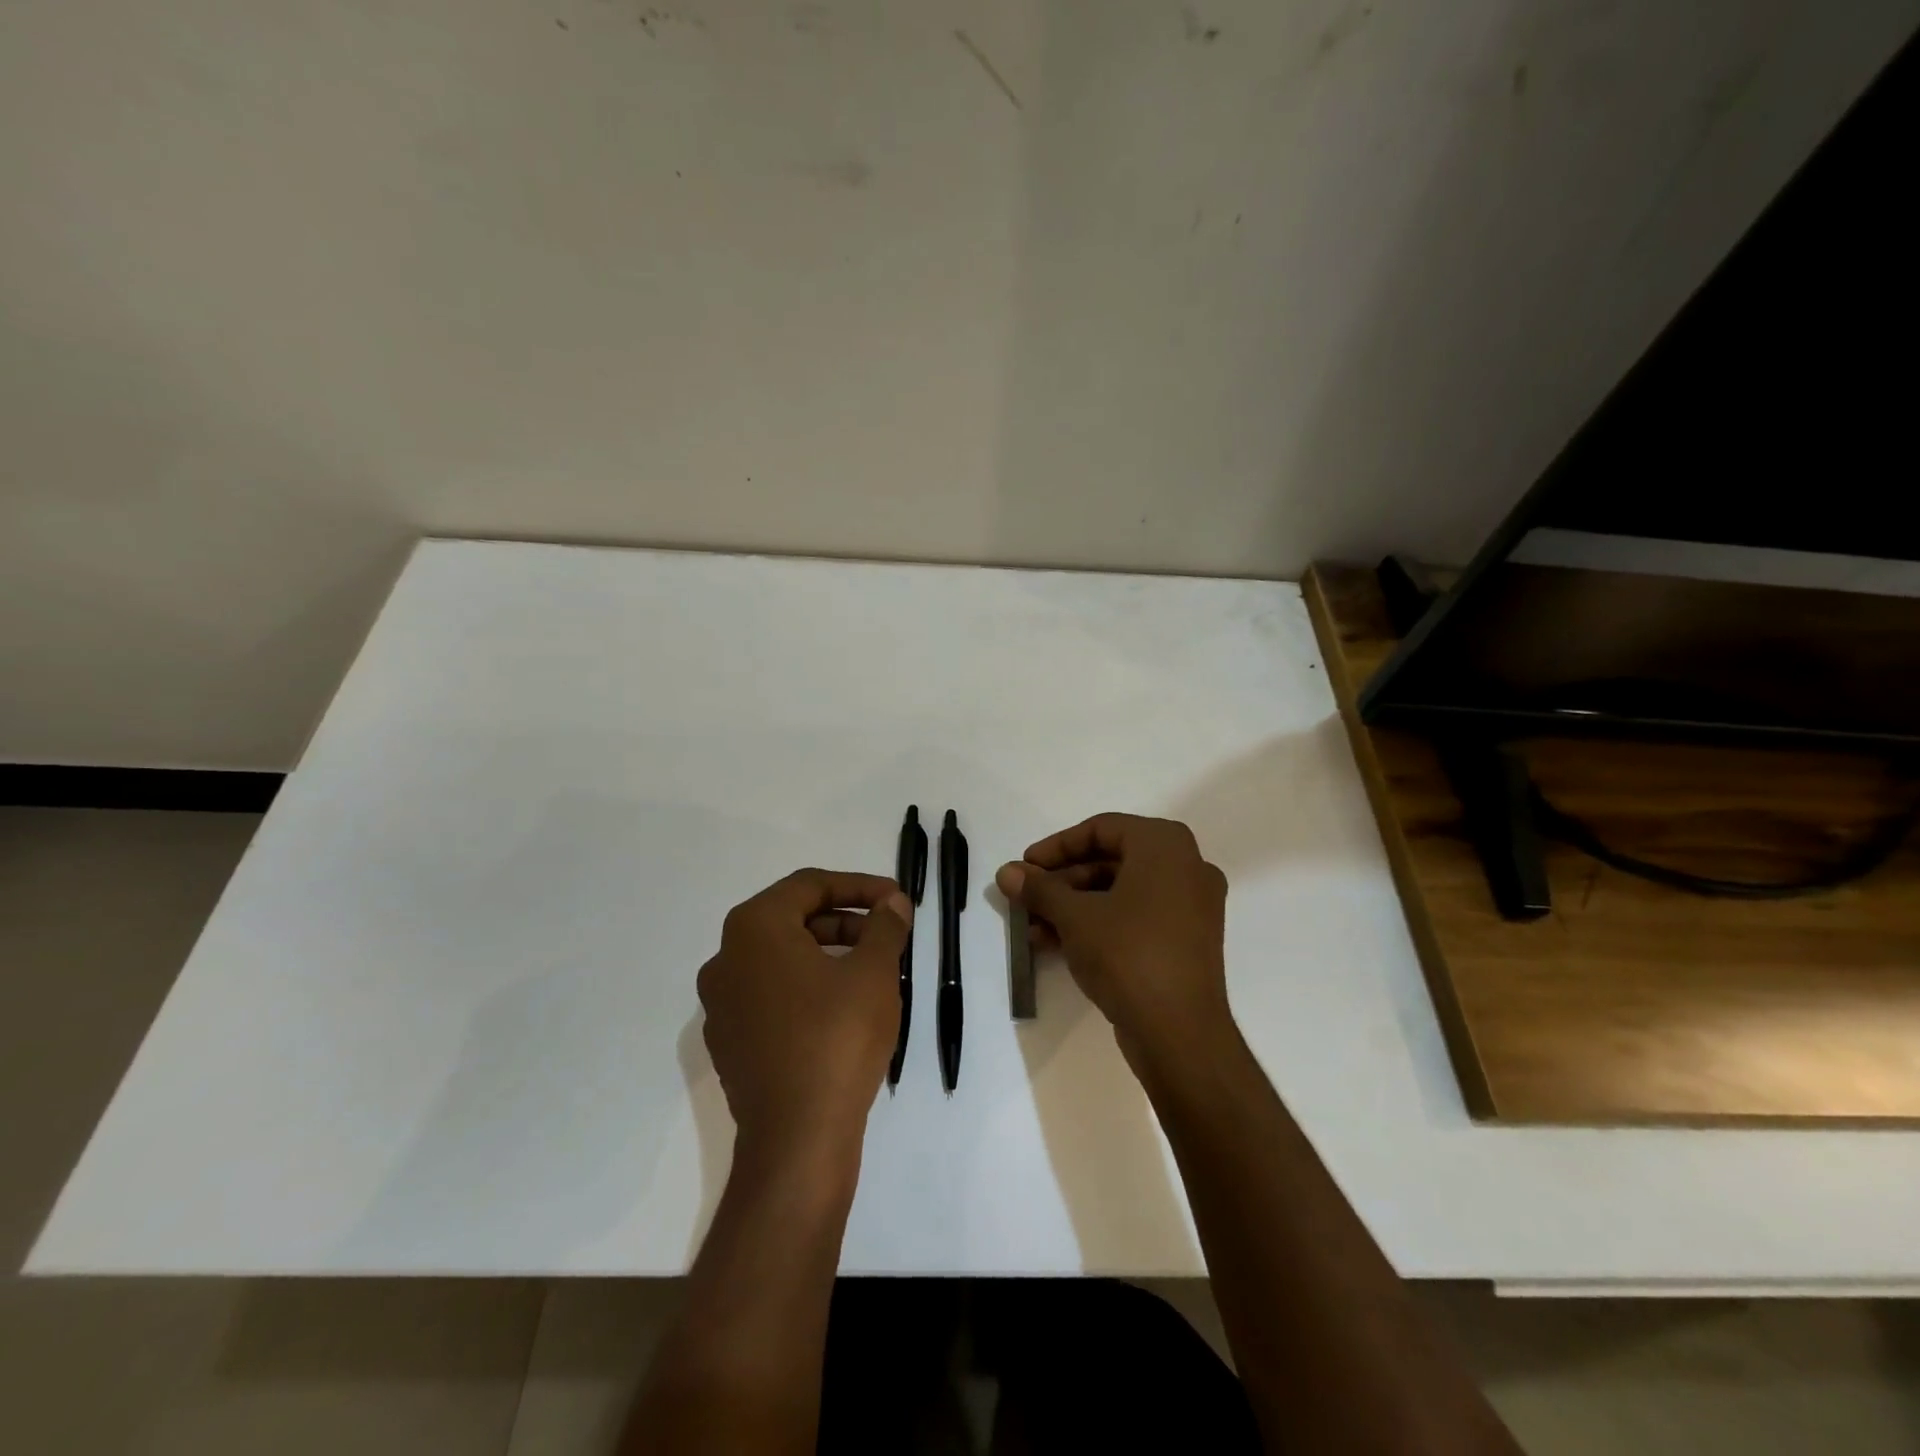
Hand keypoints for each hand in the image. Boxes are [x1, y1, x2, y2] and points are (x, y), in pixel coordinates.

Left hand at [698, 869, 911, 1178]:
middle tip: (887, 933)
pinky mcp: (729, 1042)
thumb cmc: (837, 1038)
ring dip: (828, 952)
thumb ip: (884, 926)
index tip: (896, 900)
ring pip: (781, 958)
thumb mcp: (873, 972)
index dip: (859, 886)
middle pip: (792, 919)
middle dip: (845, 920)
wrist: (797, 1139)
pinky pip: (771, 995)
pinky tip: (843, 1006)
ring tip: (872, 968)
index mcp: (754, 929)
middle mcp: (726, 958)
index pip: (810, 885)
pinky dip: (807, 986)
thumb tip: (892, 903)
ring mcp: (721, 1004)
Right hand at [996, 814, 1231, 1070]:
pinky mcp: (1187, 941)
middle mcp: (1186, 867)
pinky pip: (1136, 917)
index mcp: (1165, 845)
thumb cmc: (1127, 954)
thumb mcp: (1074, 916)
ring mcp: (1191, 906)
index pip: (1101, 828)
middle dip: (1062, 882)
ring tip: (1032, 928)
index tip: (1026, 866)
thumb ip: (1039, 888)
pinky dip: (1099, 924)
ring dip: (1074, 906)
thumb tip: (1006, 872)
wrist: (1179, 1033)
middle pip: (1110, 861)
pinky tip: (1057, 944)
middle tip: (1026, 899)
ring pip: (1120, 893)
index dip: (1057, 846)